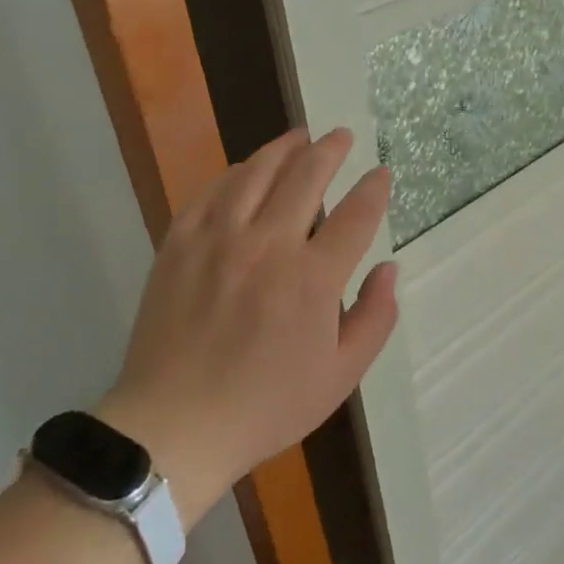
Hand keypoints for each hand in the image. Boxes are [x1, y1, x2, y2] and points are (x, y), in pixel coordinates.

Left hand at [99, 128, 398, 528]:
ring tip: (299, 136)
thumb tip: (388, 268)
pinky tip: (245, 169)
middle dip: (331, 150)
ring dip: (283, 148)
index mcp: (313, 279)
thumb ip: (375, 318)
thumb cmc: (265, 406)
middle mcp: (269, 246)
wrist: (174, 426)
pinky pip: (211, 192)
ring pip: (257, 172)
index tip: (381, 173)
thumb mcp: (340, 376)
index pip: (356, 215)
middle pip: (307, 176)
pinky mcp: (180, 244)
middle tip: (341, 136)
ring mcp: (219, 240)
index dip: (373, 188)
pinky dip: (234, 173)